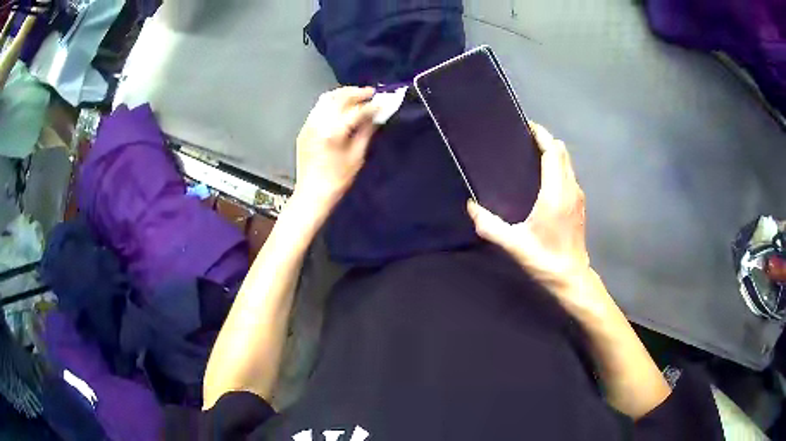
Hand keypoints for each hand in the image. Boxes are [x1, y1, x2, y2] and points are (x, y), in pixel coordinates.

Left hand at [294, 87, 378, 215]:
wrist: (312, 193)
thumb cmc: (338, 179)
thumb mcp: (357, 156)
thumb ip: (366, 132)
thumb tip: (375, 116)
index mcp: (333, 132)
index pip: (356, 110)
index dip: (371, 105)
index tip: (383, 102)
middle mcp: (319, 123)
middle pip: (339, 97)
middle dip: (356, 93)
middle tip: (371, 93)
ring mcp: (309, 124)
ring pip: (326, 99)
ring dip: (343, 94)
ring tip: (357, 96)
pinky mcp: (304, 129)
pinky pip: (319, 108)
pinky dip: (332, 103)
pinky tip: (342, 107)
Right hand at [468, 123, 600, 310]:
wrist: (571, 277)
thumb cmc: (544, 259)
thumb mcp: (514, 244)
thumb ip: (490, 225)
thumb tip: (471, 206)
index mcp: (555, 193)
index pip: (553, 152)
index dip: (542, 136)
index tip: (527, 127)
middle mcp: (570, 189)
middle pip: (562, 152)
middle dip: (547, 141)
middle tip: (526, 140)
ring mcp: (578, 196)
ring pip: (568, 163)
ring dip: (553, 153)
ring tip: (533, 155)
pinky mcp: (580, 204)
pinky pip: (570, 174)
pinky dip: (559, 166)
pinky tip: (545, 178)